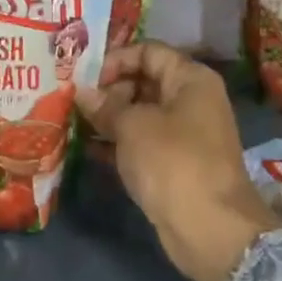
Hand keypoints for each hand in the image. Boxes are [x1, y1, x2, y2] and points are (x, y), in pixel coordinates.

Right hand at [77, 43, 281, 280]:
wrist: (209, 228)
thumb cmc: (172, 162)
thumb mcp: (132, 126)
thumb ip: (104, 105)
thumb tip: (81, 91)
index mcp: (190, 79)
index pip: (148, 51)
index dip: (115, 59)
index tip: (84, 76)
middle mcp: (191, 100)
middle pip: (143, 81)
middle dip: (107, 90)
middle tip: (72, 100)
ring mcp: (184, 134)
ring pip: (140, 114)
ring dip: (108, 117)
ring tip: (72, 120)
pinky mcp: (174, 163)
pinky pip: (141, 142)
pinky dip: (117, 142)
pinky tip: (86, 147)